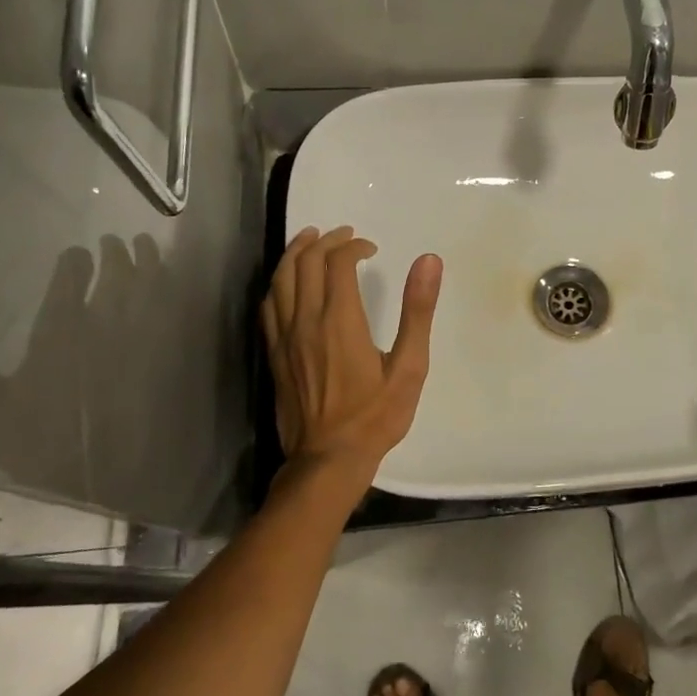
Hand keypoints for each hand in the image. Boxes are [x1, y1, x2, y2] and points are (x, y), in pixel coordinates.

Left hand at [262, 226, 441, 502]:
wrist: (328, 460)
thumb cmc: (375, 416)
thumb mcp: (409, 366)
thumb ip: (418, 311)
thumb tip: (428, 261)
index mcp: (340, 320)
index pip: (338, 263)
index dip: (353, 247)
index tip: (371, 249)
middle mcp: (306, 321)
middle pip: (306, 263)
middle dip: (325, 241)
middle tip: (344, 235)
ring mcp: (284, 337)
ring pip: (280, 279)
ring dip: (295, 253)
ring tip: (310, 239)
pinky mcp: (274, 354)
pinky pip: (268, 306)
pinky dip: (278, 283)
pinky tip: (287, 282)